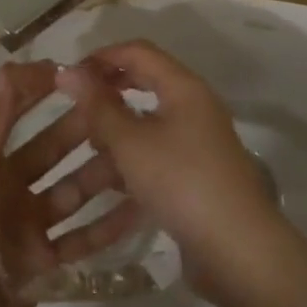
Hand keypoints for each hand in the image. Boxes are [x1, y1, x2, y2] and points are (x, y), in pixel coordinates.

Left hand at [0, 62, 124, 306]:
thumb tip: (9, 68)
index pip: (12, 114)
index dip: (39, 90)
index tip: (77, 71)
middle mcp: (5, 191)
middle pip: (50, 152)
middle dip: (81, 130)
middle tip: (124, 111)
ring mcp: (25, 231)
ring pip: (70, 193)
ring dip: (100, 175)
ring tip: (140, 156)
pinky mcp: (43, 269)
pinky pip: (80, 240)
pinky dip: (106, 226)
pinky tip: (140, 210)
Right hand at [52, 42, 285, 299]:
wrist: (240, 253)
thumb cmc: (182, 181)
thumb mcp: (131, 142)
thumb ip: (98, 106)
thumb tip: (67, 70)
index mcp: (182, 88)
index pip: (137, 53)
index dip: (100, 57)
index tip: (67, 76)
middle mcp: (190, 111)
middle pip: (138, 93)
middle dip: (100, 105)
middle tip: (67, 114)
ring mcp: (192, 148)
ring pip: (139, 138)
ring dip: (104, 152)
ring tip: (68, 170)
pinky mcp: (190, 183)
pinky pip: (148, 170)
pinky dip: (122, 181)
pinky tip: (93, 205)